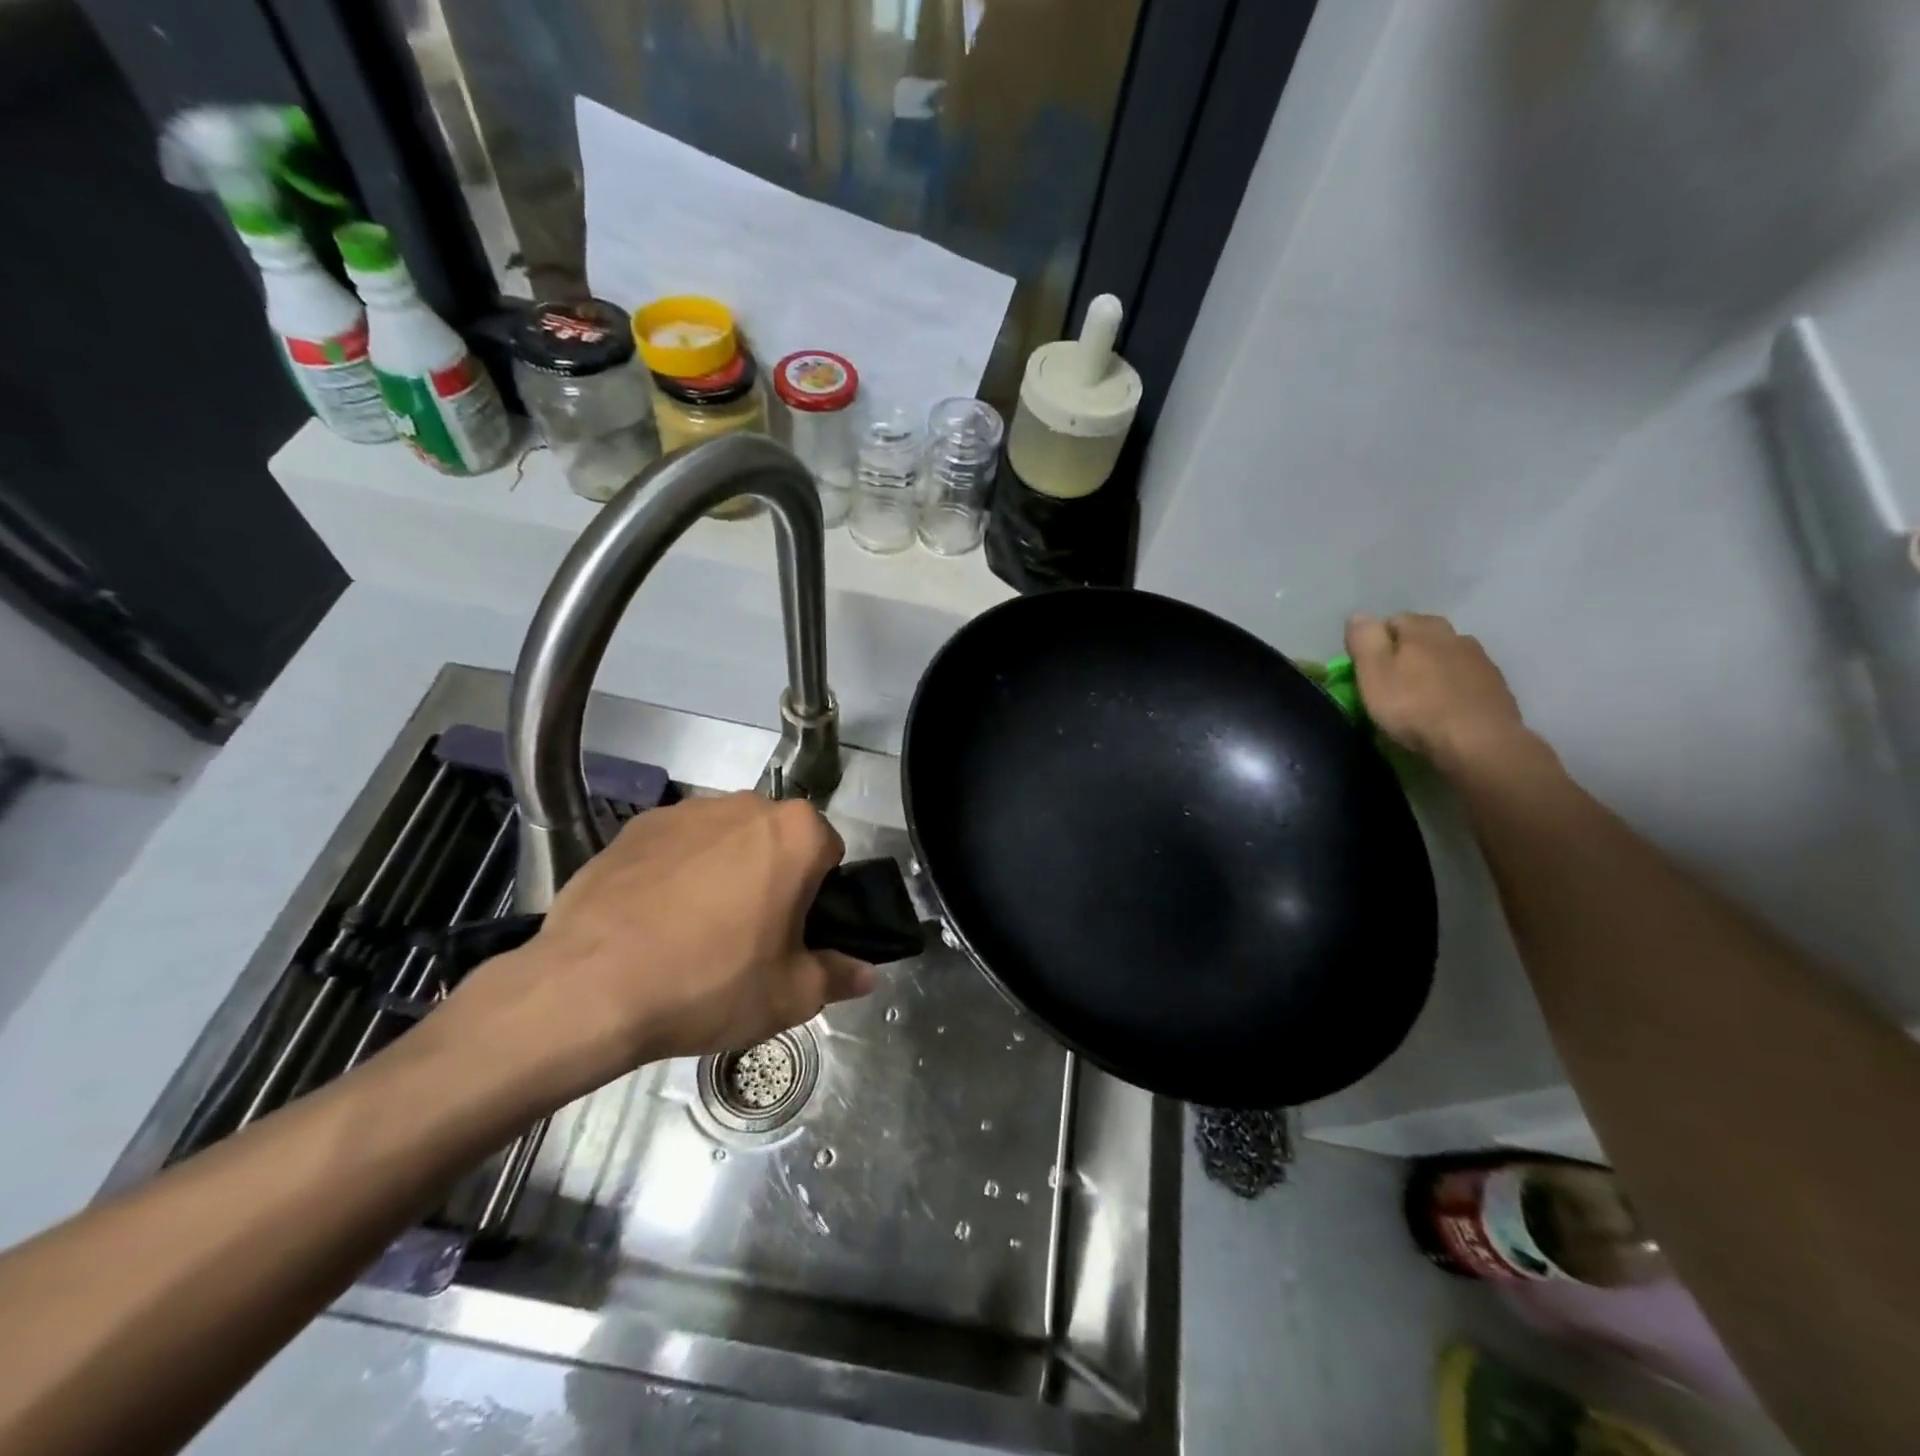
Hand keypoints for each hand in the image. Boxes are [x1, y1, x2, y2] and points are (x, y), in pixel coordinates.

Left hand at [425, 793, 875, 1109]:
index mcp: (796, 832)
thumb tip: (866, 974)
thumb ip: (838, 976)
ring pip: (725, 840)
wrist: (590, 987)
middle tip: (751, 937)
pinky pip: (675, 847)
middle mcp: (746, 804)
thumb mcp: (790, 996)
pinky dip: (675, 873)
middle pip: (777, 840)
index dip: (819, 895)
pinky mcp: (634, 826)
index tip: (795, 934)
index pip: (829, 852)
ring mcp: (685, 811)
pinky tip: (653, 922)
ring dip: (725, 871)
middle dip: (773, 876)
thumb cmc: (710, 984)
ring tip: (695, 932)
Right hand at [1345, 612, 1534, 776]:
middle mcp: (1455, 635)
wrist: (1479, 744)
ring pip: (1446, 656)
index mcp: (1422, 629)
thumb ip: (1364, 640)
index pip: (1392, 620)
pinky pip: (1465, 678)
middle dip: (1406, 652)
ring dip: (1432, 668)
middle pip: (1423, 636)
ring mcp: (1481, 660)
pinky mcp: (1497, 686)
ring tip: (1419, 696)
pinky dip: (1452, 687)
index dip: (1376, 642)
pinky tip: (1445, 708)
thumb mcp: (1373, 673)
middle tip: (1391, 682)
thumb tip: (1359, 615)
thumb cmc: (1415, 707)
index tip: (1367, 669)